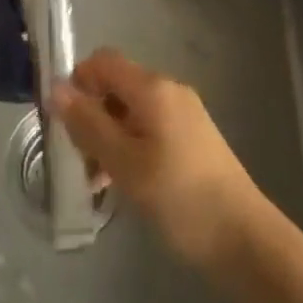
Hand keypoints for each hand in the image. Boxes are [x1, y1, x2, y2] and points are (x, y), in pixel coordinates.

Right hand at [54, 49, 263, 268]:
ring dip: (108, 137)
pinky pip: (149, 129)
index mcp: (152, 87)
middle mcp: (168, 90)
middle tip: (79, 160)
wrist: (246, 241)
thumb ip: (88, 124)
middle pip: (116, 86)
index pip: (103, 60)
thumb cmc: (180, 198)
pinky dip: (130, 148)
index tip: (65, 121)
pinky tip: (125, 185)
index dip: (78, 81)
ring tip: (97, 182)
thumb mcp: (124, 164)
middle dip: (91, 116)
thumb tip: (56, 88)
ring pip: (131, 112)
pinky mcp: (192, 140)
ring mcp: (184, 115)